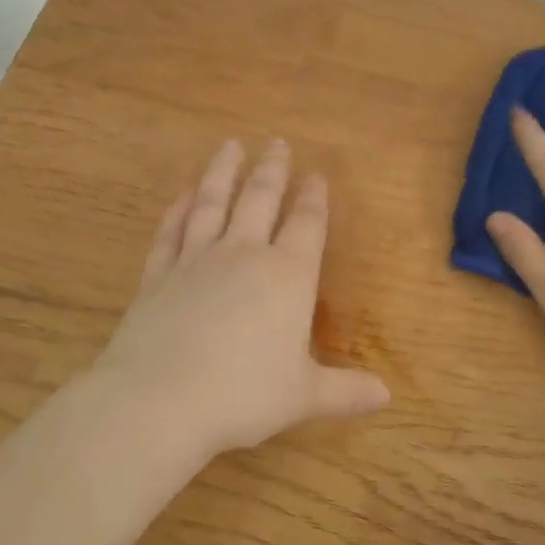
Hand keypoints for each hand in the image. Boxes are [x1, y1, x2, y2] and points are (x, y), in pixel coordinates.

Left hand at [93, 139, 390, 459]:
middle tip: (276, 143)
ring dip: (222, 173)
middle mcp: (243, 255)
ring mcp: (196, 261)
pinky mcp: (158, 276)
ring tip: (229, 146)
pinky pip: (171, 232)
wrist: (159, 401)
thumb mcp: (304, 396)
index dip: (313, 198)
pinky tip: (181, 196)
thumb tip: (387, 396)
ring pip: (212, 204)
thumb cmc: (244, 395)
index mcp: (287, 277)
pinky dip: (177, 211)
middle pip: (260, 200)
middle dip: (272, 170)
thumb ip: (346, 391)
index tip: (316, 174)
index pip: (307, 225)